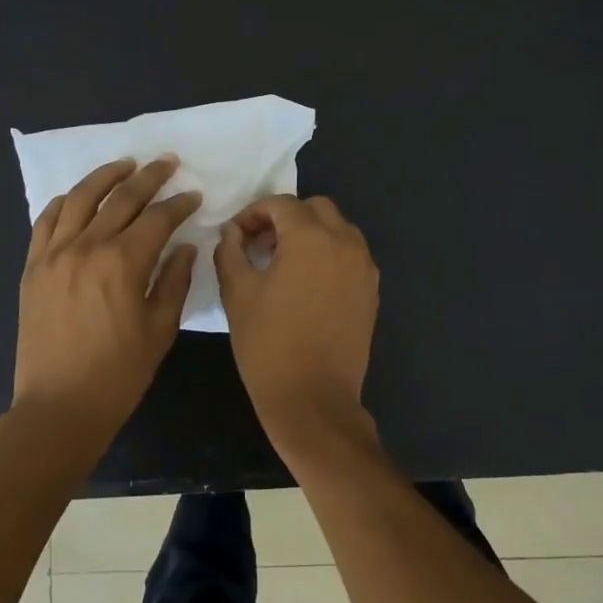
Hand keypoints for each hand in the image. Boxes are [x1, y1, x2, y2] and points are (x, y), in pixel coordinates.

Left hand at [13, 156, 201, 447]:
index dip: (180, 204)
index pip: (158, 218)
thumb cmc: (119, 373)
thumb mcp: (160, 329)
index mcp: (124, 262)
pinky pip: (47, 221)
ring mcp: (54, 254)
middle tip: (167, 163)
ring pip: (81, 198)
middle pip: (122, 198)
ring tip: (125, 164)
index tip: (194, 195)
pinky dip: (65, 202)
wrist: (59, 405)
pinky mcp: (33, 267)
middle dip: (149, 177)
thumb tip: (184, 246)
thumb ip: (174, 281)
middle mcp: (87, 246)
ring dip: (106, 176)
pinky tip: (78, 197)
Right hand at [215, 195, 378, 441]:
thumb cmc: (268, 344)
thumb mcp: (237, 293)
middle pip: (315, 209)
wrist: (313, 398)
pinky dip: (329, 254)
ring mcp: (364, 267)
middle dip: (285, 218)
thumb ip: (230, 251)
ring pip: (338, 229)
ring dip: (310, 234)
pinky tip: (307, 284)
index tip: (236, 235)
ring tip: (284, 263)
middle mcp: (345, 242)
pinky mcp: (371, 291)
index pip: (280, 204)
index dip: (253, 213)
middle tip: (260, 244)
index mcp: (310, 238)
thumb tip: (233, 232)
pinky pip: (350, 255)